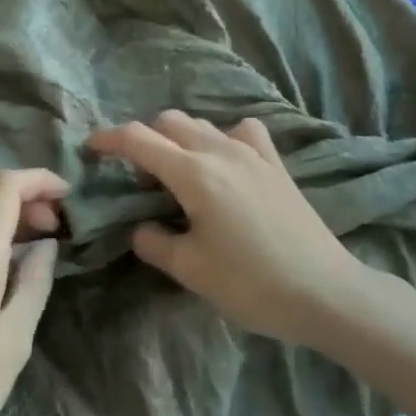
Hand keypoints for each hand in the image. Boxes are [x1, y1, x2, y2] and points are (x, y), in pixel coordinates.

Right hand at [87, 111, 394, 348]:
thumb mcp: (189, 269)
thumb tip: (142, 227)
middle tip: (137, 178)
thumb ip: (153, 241)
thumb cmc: (251, 284)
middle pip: (169, 122)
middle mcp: (221, 151)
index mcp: (193, 174)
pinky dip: (222, 139)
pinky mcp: (277, 165)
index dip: (108, 139)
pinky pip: (242, 133)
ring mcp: (253, 154)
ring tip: (177, 175)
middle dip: (143, 140)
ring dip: (179, 139)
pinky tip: (224, 165)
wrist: (325, 293)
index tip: (89, 148)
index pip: (138, 139)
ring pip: (203, 125)